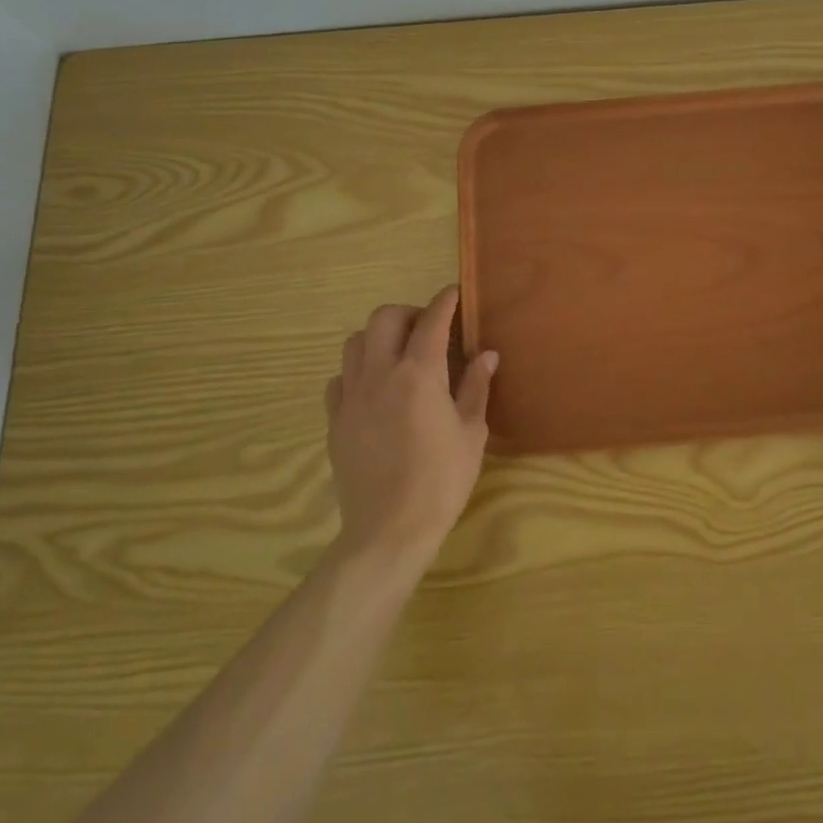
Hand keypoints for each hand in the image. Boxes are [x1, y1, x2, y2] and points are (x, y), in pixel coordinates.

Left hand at [323, 286, 497, 564]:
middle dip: (408, 313)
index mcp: (419, 375)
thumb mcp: (471, 432)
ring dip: (379, 337)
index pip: (432, 321)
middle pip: (384, 318)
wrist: (389, 530)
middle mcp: (380, 375)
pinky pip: (339, 379)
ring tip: (399, 355)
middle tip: (428, 330)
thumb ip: (475, 387)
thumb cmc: (442, 480)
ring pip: (355, 342)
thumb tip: (487, 354)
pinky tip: (374, 389)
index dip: (445, 301)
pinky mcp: (335, 420)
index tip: (455, 293)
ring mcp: (351, 397)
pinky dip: (357, 371)